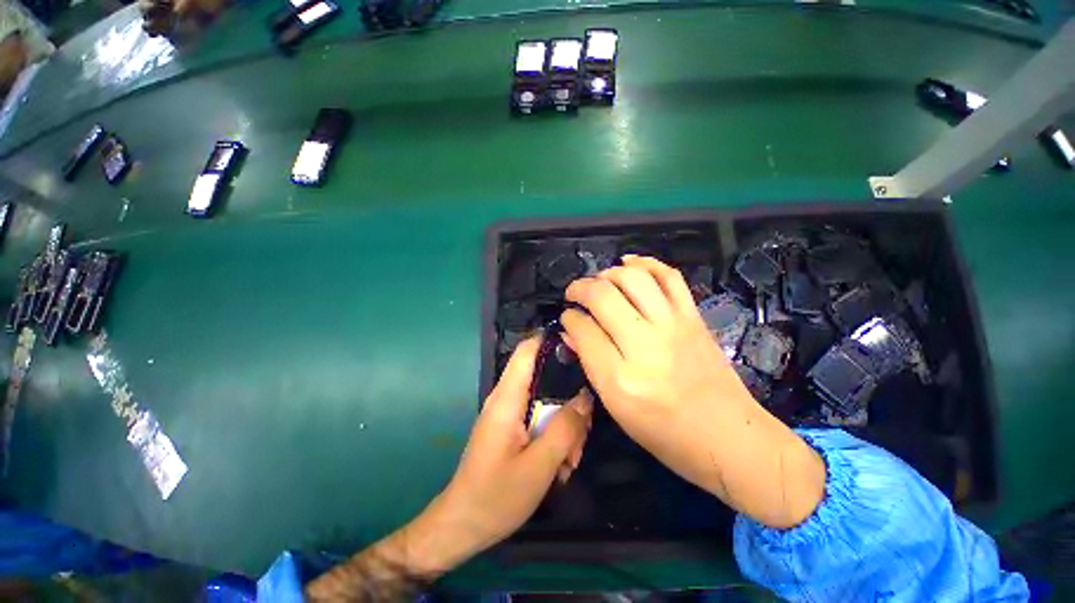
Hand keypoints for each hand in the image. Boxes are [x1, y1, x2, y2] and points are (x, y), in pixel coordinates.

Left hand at [398, 337, 592, 574]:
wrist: (462, 525)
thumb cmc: (497, 496)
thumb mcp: (540, 465)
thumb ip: (565, 428)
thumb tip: (585, 397)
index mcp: (507, 398)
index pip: (527, 350)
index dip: (550, 341)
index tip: (579, 347)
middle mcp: (506, 398)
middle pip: (543, 377)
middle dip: (568, 399)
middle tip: (582, 431)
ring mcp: (508, 413)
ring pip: (545, 400)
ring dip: (564, 423)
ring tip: (571, 457)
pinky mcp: (511, 427)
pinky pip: (538, 417)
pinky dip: (554, 433)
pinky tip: (560, 463)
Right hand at [561, 255, 823, 528]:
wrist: (728, 437)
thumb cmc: (665, 433)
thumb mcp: (616, 408)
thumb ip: (591, 363)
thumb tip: (572, 331)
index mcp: (620, 378)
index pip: (583, 329)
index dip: (569, 318)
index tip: (567, 317)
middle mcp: (645, 346)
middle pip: (603, 296)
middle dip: (580, 288)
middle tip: (574, 294)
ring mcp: (673, 326)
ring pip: (632, 278)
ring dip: (608, 273)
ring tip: (599, 281)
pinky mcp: (693, 317)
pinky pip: (669, 276)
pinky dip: (646, 263)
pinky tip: (629, 263)